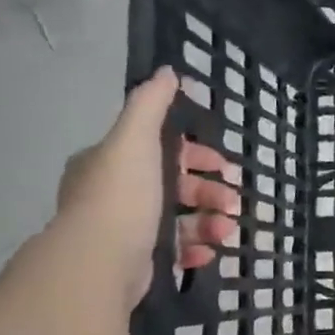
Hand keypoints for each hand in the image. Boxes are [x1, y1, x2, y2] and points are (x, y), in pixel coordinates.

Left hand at [55, 67, 240, 306]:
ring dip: (210, 222)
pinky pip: (175, 251)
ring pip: (179, 220)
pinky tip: (210, 251)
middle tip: (233, 201)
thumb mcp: (135, 139)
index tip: (224, 165)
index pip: (160, 151)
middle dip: (209, 192)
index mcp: (109, 163)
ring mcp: (125, 230)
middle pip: (175, 187)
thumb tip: (168, 71)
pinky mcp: (137, 262)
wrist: (100, 261)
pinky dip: (196, 249)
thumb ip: (150, 104)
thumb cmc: (121, 195)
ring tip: (227, 230)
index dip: (196, 155)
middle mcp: (114, 195)